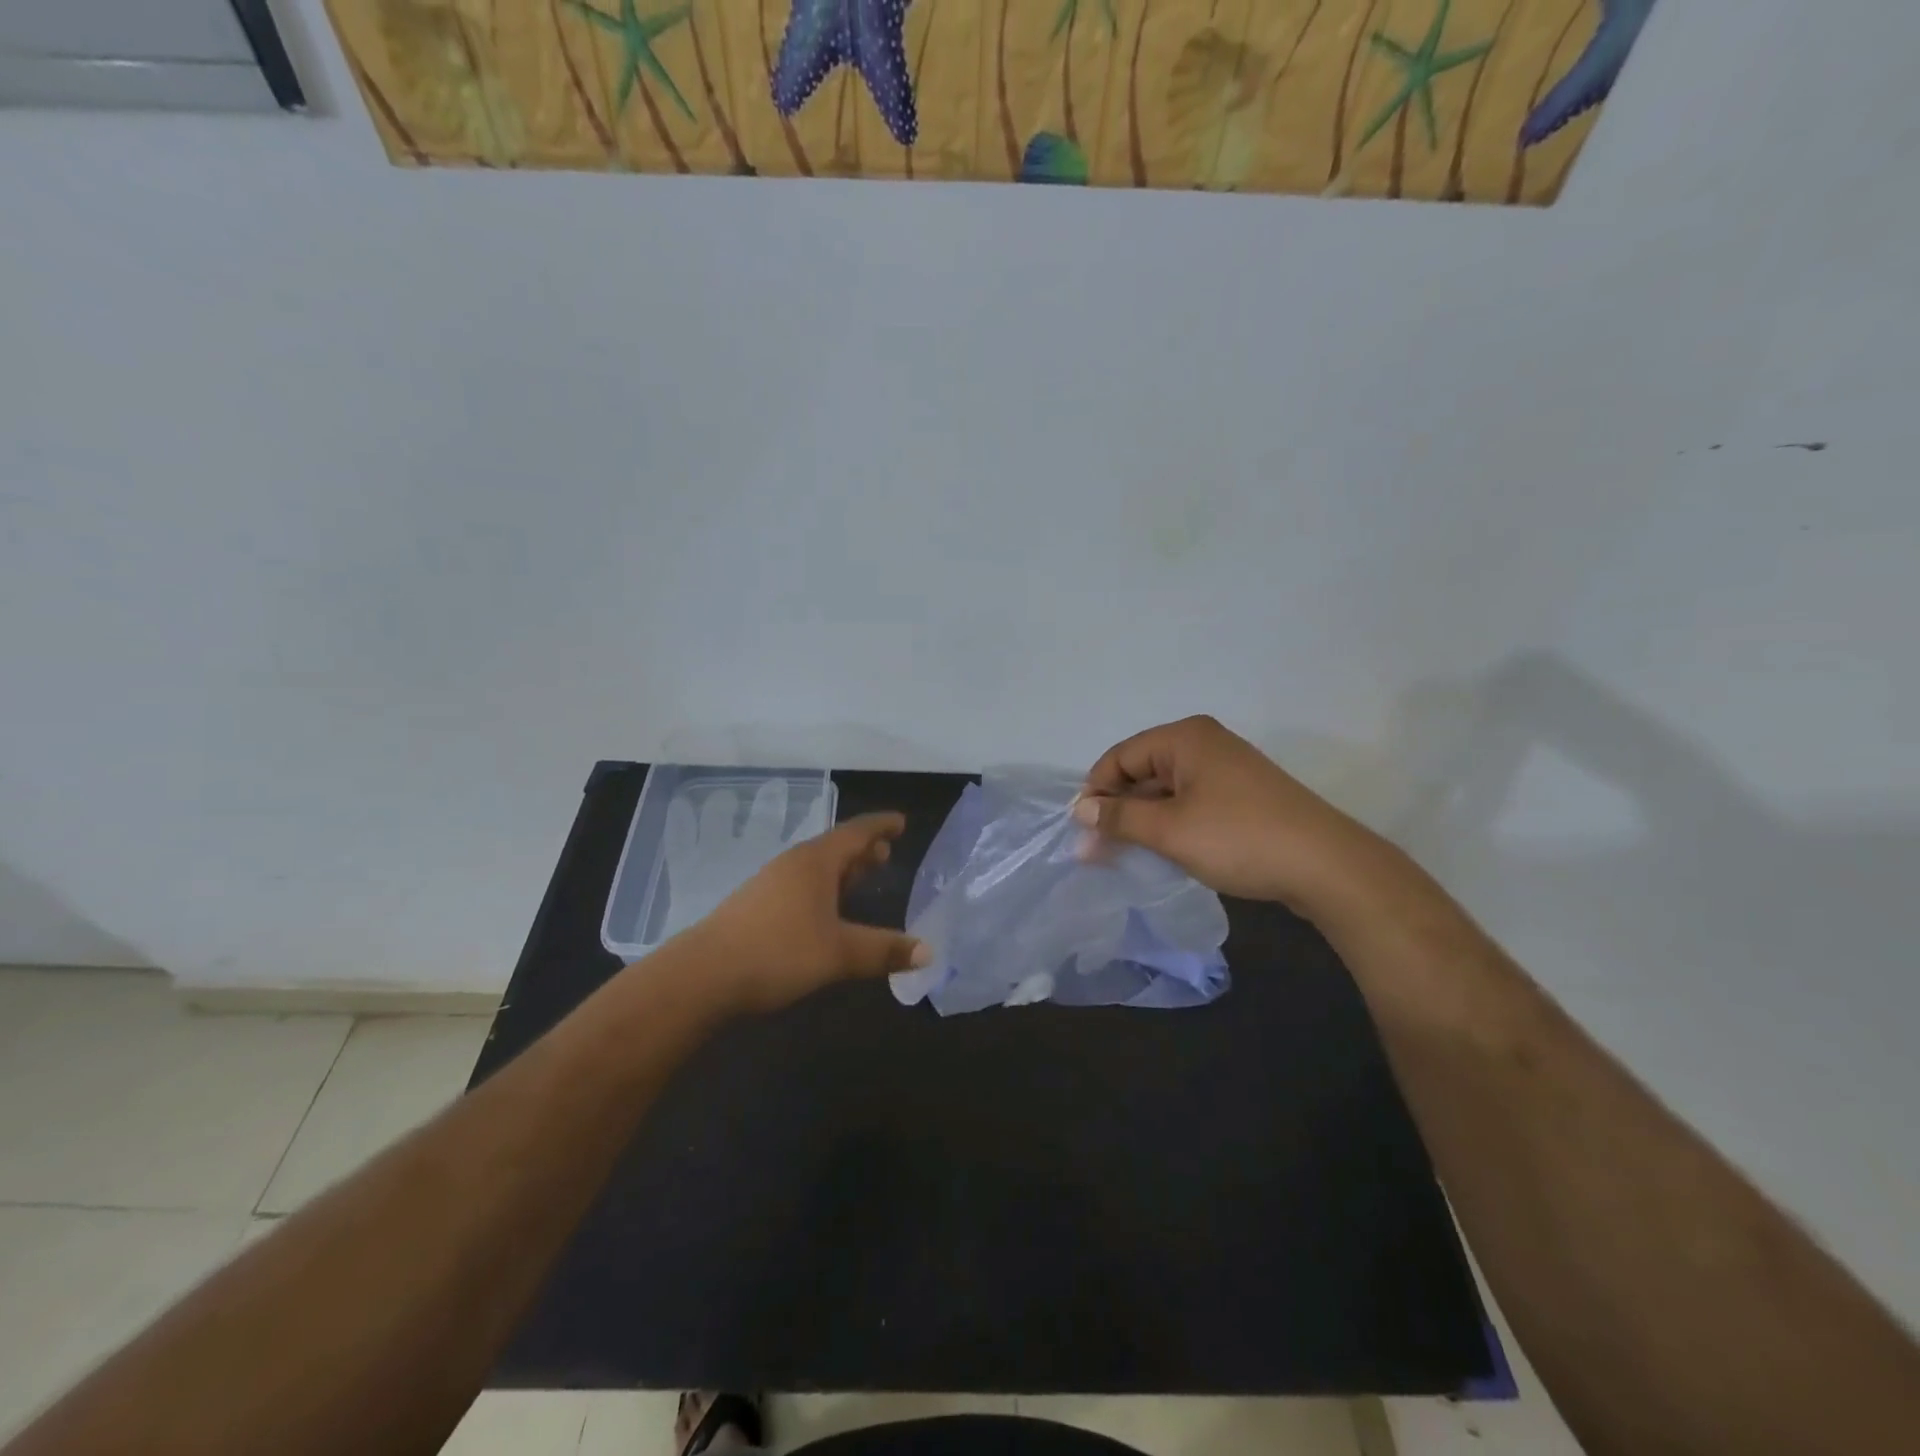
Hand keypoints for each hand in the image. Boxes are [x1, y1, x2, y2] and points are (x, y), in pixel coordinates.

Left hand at [684, 812, 930, 1014]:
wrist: (704, 975)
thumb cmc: (779, 952)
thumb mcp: (840, 953)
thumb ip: (884, 950)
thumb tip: (929, 951)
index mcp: (815, 862)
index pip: (856, 832)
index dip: (881, 826)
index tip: (901, 822)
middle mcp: (793, 864)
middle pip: (835, 848)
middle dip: (862, 850)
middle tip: (886, 853)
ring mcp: (770, 884)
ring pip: (816, 868)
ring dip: (842, 870)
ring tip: (862, 876)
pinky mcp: (755, 906)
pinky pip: (800, 884)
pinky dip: (823, 888)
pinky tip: (824, 910)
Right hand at [1076, 715, 1399, 917]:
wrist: (1326, 866)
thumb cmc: (1239, 838)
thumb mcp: (1169, 830)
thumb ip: (1119, 818)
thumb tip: (1080, 811)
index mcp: (1185, 738)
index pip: (1120, 757)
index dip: (1096, 792)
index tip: (1083, 832)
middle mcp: (1204, 743)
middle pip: (1142, 771)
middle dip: (1118, 809)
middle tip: (1099, 851)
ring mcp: (1227, 769)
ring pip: (1166, 790)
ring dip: (1143, 820)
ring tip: (1126, 856)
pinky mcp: (1242, 795)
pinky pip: (1191, 802)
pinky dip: (1171, 823)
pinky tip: (1163, 851)